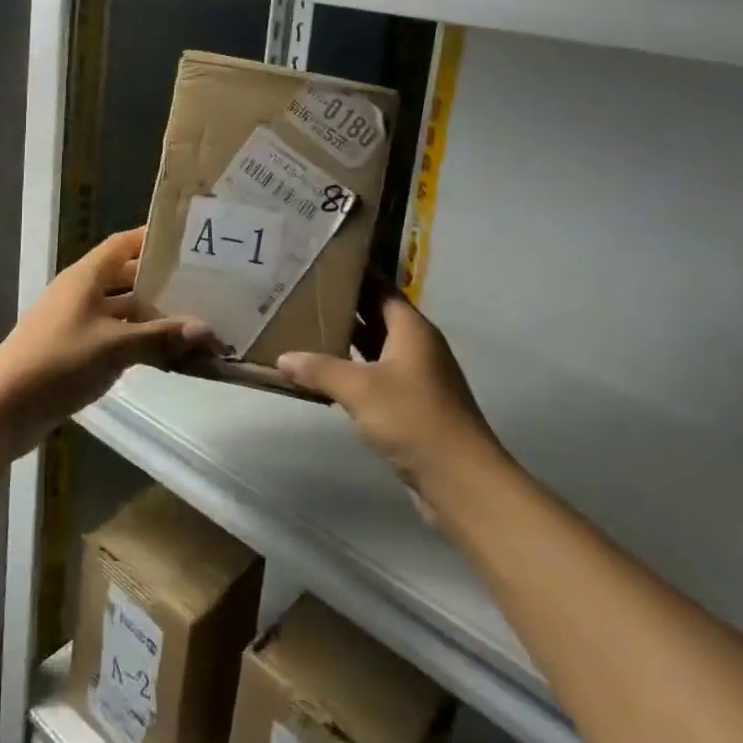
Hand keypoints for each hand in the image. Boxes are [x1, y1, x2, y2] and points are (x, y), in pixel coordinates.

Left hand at [0, 228, 214, 453]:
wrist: (2, 409)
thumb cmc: (58, 362)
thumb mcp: (114, 347)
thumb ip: (160, 337)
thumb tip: (206, 330)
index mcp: (86, 276)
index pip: (124, 243)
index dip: (153, 238)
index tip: (188, 240)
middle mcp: (81, 292)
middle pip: (126, 276)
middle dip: (160, 281)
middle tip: (201, 284)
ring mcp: (76, 322)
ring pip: (122, 309)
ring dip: (151, 315)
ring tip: (192, 319)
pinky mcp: (74, 349)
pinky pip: (114, 335)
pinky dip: (138, 340)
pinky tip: (165, 353)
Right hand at [277, 279, 500, 495]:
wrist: (460, 480)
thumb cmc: (413, 419)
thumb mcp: (360, 389)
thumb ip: (320, 369)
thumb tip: (282, 358)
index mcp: (411, 328)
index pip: (380, 287)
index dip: (354, 274)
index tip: (321, 263)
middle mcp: (416, 345)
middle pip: (376, 315)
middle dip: (343, 306)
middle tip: (302, 294)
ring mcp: (415, 376)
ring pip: (375, 347)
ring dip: (346, 340)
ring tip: (304, 327)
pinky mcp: (411, 404)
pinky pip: (376, 375)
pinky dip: (353, 370)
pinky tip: (324, 374)